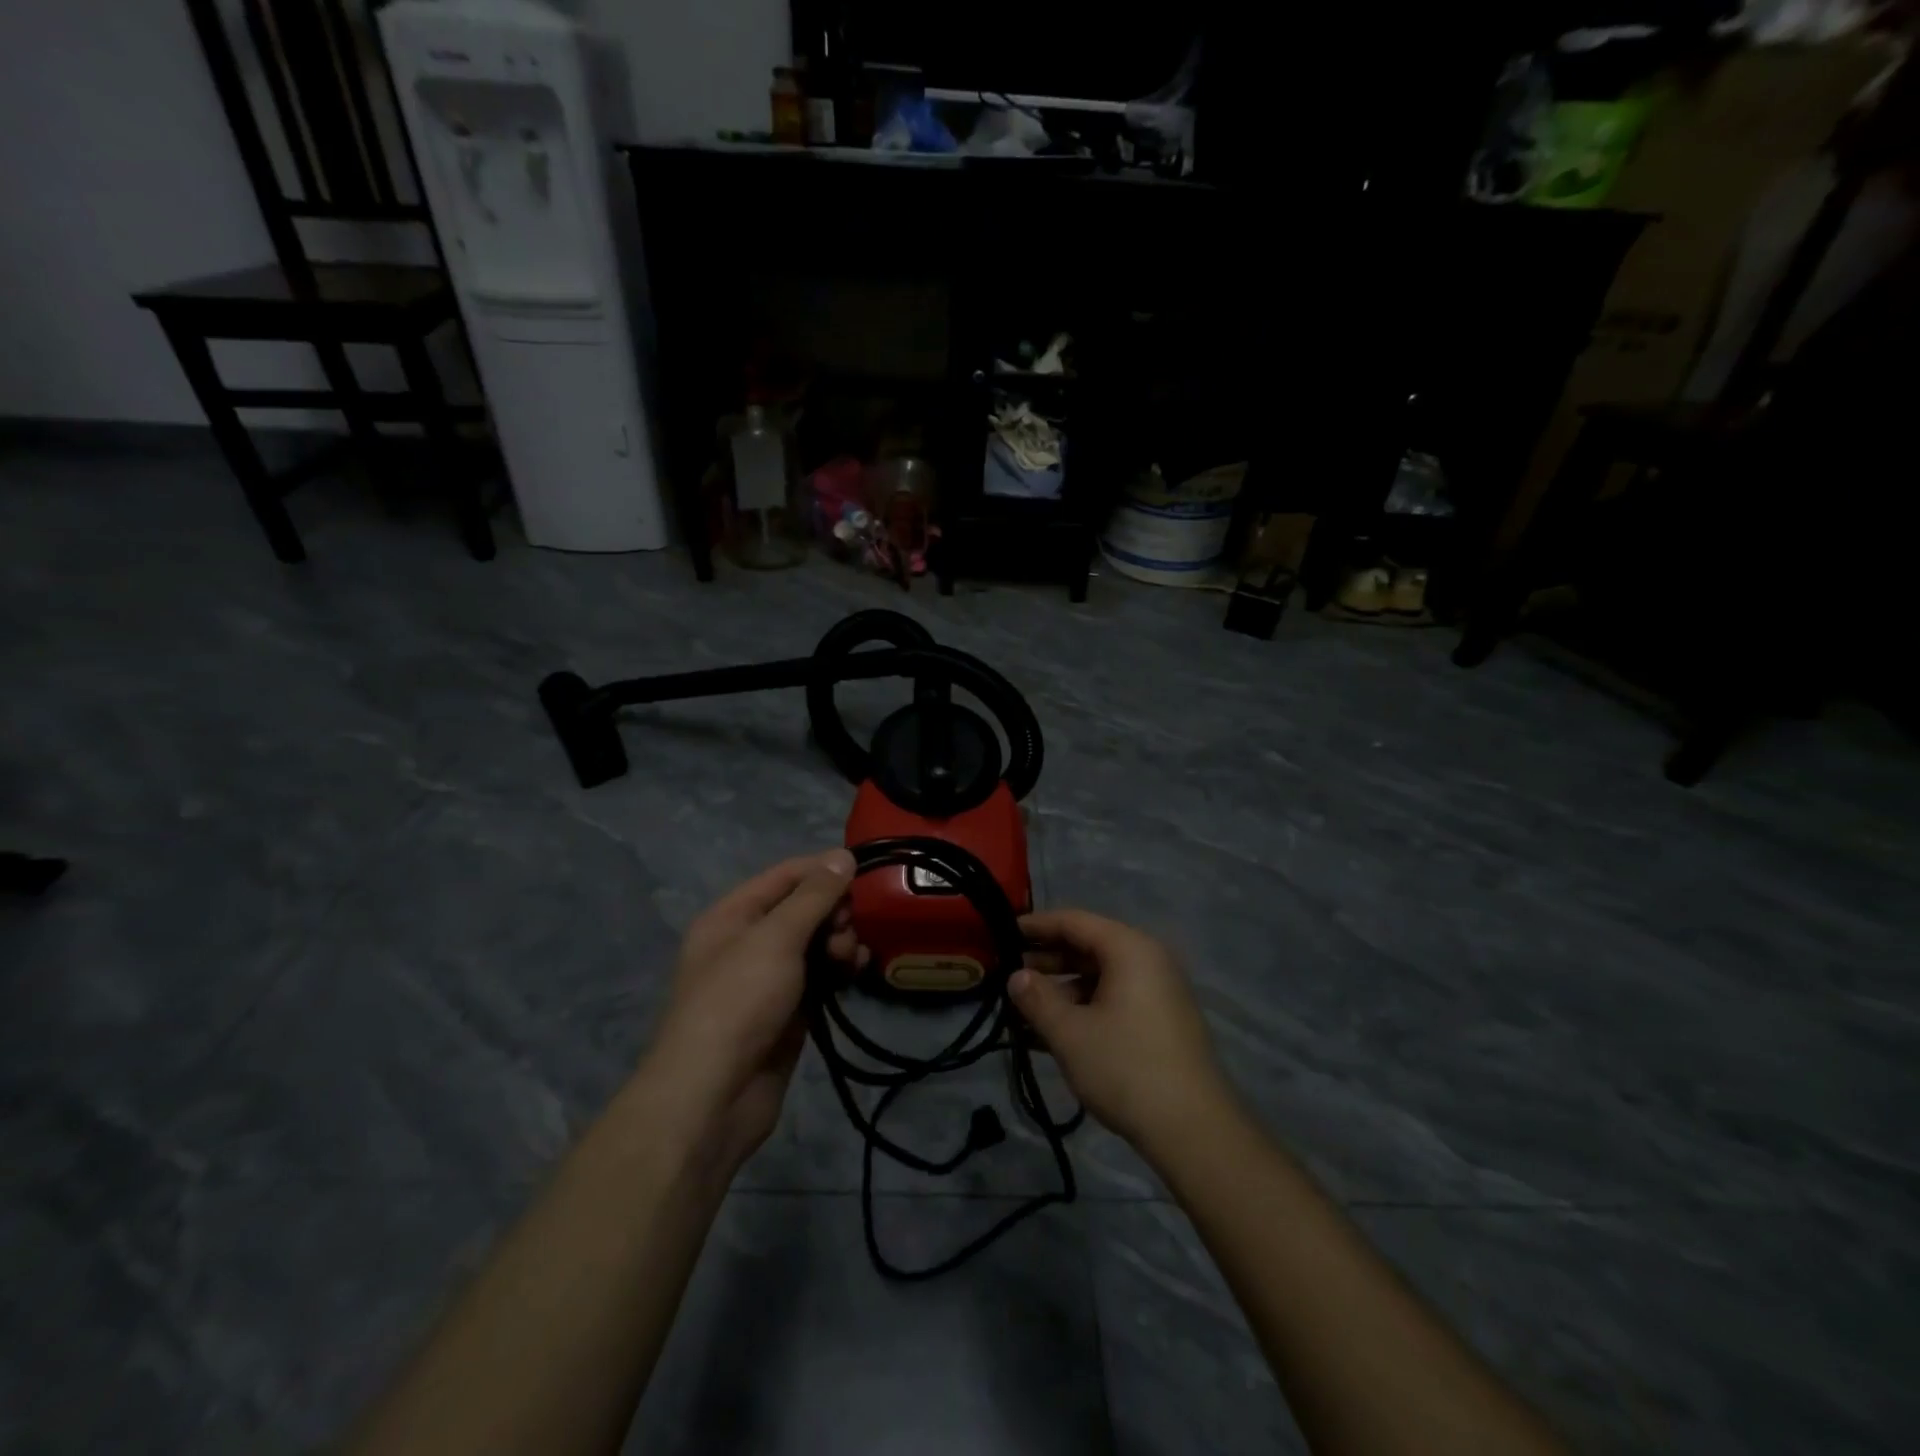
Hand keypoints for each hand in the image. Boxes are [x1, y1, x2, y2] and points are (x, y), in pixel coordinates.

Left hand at [647, 850, 858, 1172]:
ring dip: (840, 941)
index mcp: (732, 916)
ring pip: (815, 944)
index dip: (823, 869)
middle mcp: (748, 942)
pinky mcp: (789, 1012)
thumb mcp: (775, 938)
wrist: (713, 1097)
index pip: (784, 876)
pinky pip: (820, 977)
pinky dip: (840, 970)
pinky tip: (858, 971)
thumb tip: (842, 855)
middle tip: (851, 927)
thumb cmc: (738, 1002)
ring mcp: (769, 979)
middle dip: (834, 911)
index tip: (864, 871)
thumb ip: (813, 896)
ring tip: (852, 957)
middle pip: (803, 909)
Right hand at [1011, 909, 1232, 1153]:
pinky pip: (1115, 999)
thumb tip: (1016, 976)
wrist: (1194, 1130)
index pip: (1074, 921)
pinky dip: (1084, 1008)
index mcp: (1130, 948)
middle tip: (1008, 975)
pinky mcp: (1162, 1021)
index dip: (1037, 925)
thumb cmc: (1126, 1068)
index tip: (1002, 931)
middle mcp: (1148, 960)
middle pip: (1089, 947)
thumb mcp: (1070, 1033)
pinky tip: (1052, 1033)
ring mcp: (1159, 991)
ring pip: (1100, 977)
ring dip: (1062, 991)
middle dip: (1047, 961)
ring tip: (1024, 1011)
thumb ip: (1037, 999)